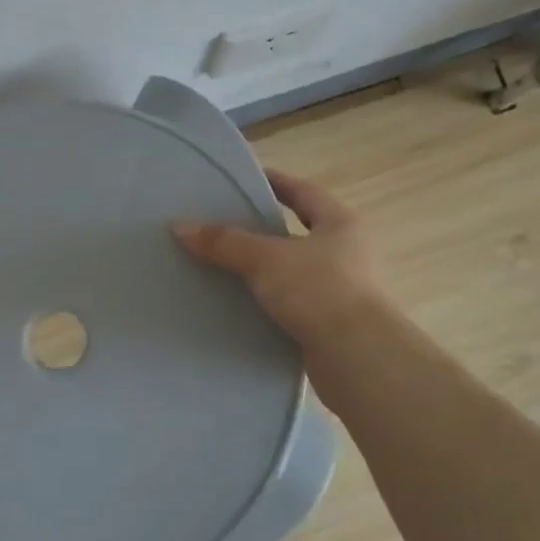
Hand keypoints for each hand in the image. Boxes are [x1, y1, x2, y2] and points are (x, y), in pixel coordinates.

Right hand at [172, 169, 382, 350]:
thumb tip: (180, 226)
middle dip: (265, 230)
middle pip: (299, 232)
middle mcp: (347, 253)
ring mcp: (343, 291)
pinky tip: (243, 308)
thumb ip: (224, 242)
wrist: (359, 360)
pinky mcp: (333, 325)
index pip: (304, 192)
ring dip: (266, 270)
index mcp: (340, 224)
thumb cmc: (319, 292)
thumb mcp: (266, 259)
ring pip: (295, 271)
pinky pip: (294, 305)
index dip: (276, 183)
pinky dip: (270, 303)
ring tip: (225, 268)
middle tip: (225, 226)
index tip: (245, 180)